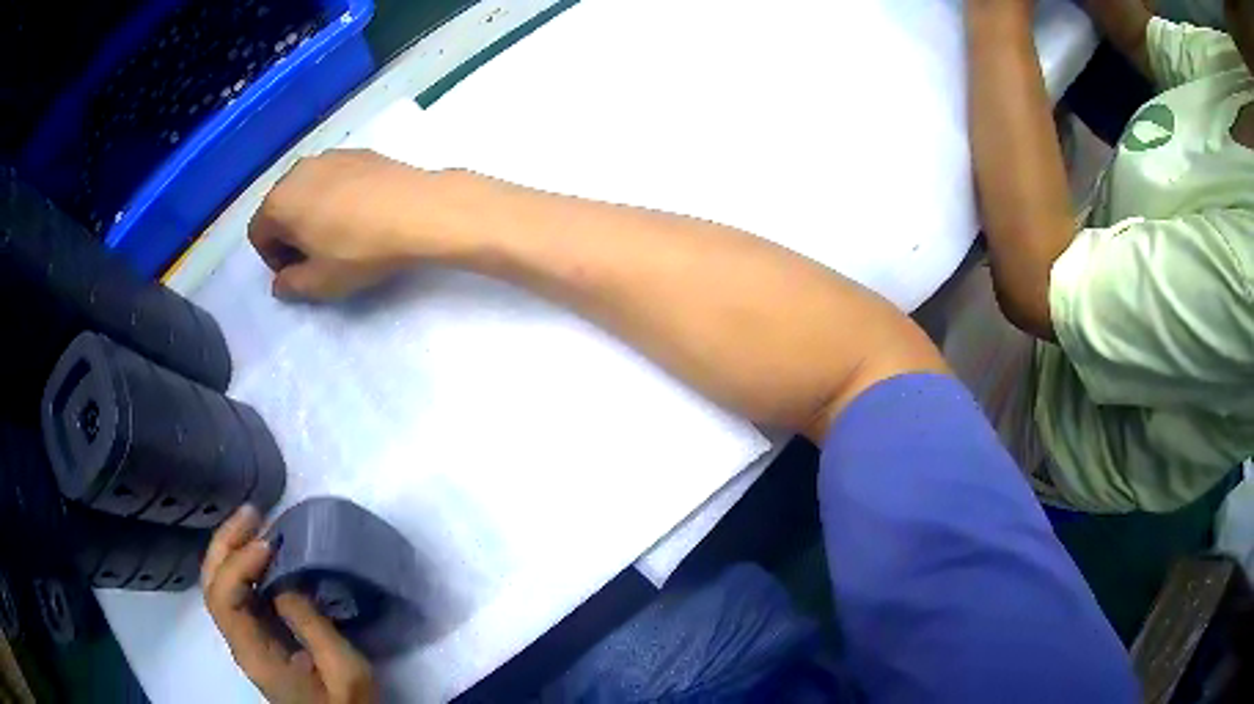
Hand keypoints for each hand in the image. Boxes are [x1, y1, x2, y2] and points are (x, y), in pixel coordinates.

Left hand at [203, 506, 375, 703]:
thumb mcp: (344, 671)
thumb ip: (312, 625)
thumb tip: (285, 580)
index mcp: (256, 655)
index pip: (223, 600)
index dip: (238, 565)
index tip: (270, 544)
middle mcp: (241, 643)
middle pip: (211, 585)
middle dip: (225, 543)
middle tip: (254, 514)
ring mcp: (247, 638)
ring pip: (220, 584)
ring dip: (231, 547)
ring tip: (256, 521)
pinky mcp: (260, 635)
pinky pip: (239, 591)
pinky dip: (244, 562)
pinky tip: (262, 549)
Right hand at [248, 150, 441, 299]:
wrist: (420, 210)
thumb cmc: (360, 250)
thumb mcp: (320, 282)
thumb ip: (290, 286)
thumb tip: (281, 282)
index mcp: (279, 202)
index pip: (258, 235)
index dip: (273, 260)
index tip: (299, 274)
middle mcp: (298, 170)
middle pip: (281, 208)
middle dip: (291, 235)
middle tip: (318, 258)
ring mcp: (330, 156)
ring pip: (307, 190)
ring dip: (313, 214)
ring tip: (341, 237)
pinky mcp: (359, 152)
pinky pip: (334, 179)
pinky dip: (336, 197)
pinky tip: (363, 215)